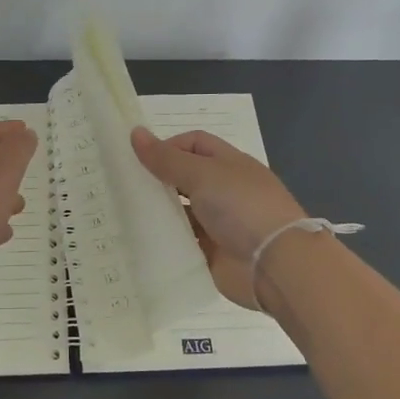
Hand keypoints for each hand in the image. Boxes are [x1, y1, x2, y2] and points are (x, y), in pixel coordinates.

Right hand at [130, 127, 307, 309]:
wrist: (276, 265)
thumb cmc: (242, 207)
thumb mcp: (202, 175)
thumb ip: (167, 158)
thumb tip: (135, 132)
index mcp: (229, 163)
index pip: (193, 143)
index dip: (167, 146)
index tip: (139, 159)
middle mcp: (224, 190)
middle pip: (185, 177)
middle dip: (158, 179)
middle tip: (123, 185)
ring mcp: (219, 223)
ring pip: (182, 211)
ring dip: (160, 211)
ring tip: (124, 213)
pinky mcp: (213, 253)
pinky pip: (184, 242)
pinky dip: (166, 240)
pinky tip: (140, 240)